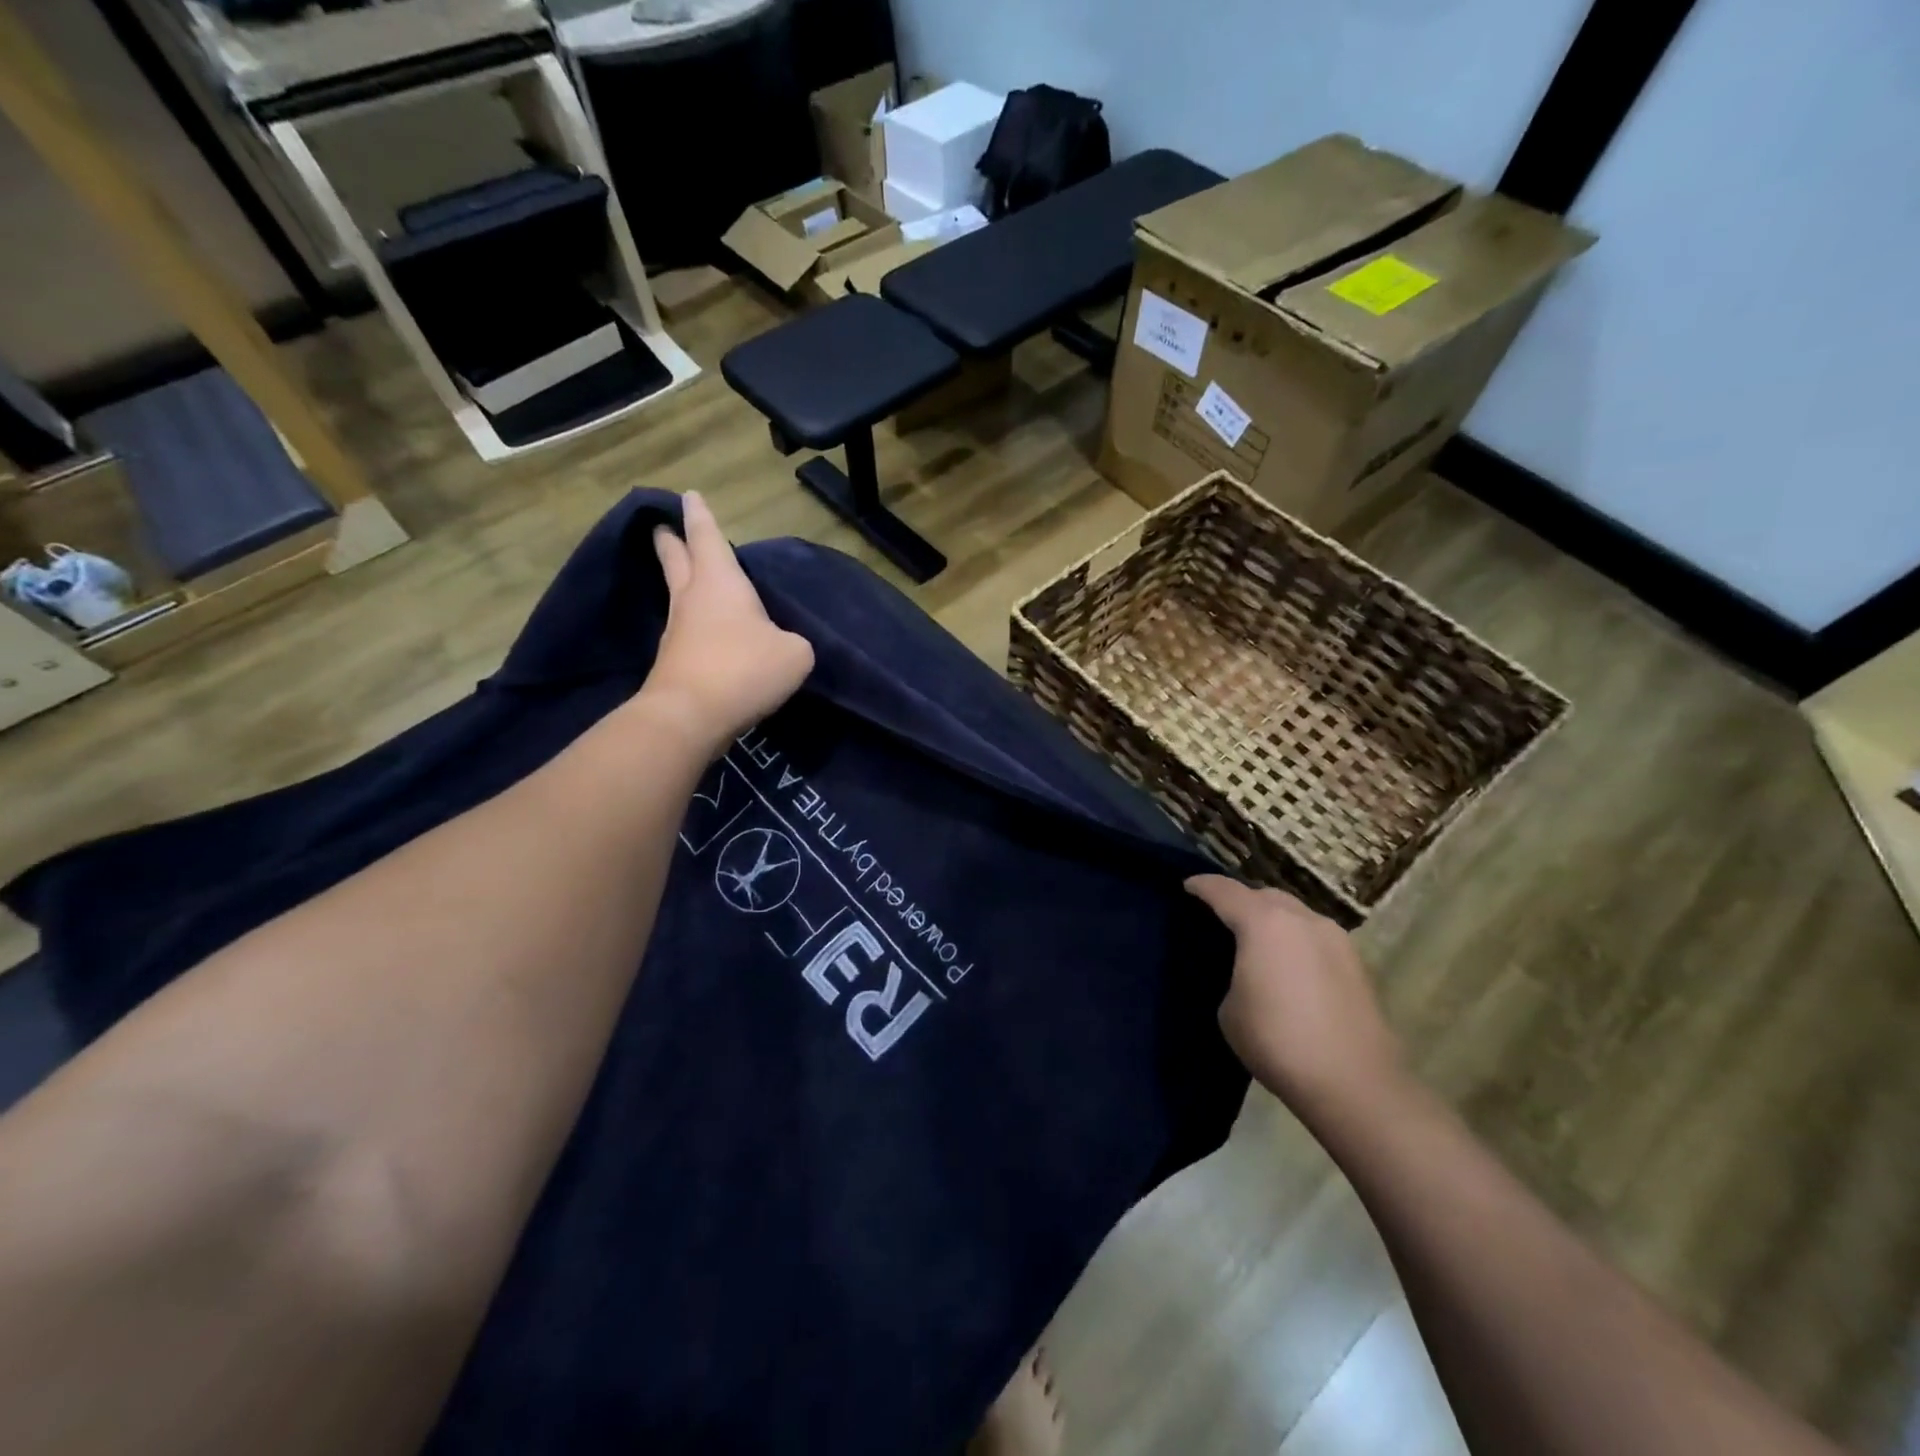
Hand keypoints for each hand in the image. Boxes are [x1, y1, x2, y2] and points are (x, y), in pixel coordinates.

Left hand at [643, 491, 813, 748]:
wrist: (690, 716)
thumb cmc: (744, 669)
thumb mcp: (794, 654)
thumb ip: (794, 642)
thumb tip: (784, 647)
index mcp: (721, 583)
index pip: (707, 537)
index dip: (700, 516)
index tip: (688, 495)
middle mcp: (693, 599)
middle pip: (677, 560)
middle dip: (672, 542)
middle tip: (662, 528)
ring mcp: (678, 632)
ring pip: (680, 597)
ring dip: (683, 585)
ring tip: (694, 581)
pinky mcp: (674, 663)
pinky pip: (688, 633)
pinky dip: (696, 626)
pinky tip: (712, 636)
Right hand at [1186, 876, 1406, 1121]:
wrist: (1354, 1084)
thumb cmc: (1277, 1041)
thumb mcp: (1229, 1009)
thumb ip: (1234, 974)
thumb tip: (1249, 972)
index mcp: (1264, 923)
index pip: (1224, 891)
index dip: (1202, 886)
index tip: (1187, 886)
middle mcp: (1302, 919)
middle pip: (1264, 895)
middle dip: (1241, 900)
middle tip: (1222, 917)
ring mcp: (1336, 939)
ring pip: (1295, 913)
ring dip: (1273, 919)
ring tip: (1257, 942)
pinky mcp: (1357, 963)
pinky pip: (1315, 937)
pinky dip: (1296, 940)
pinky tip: (1289, 966)